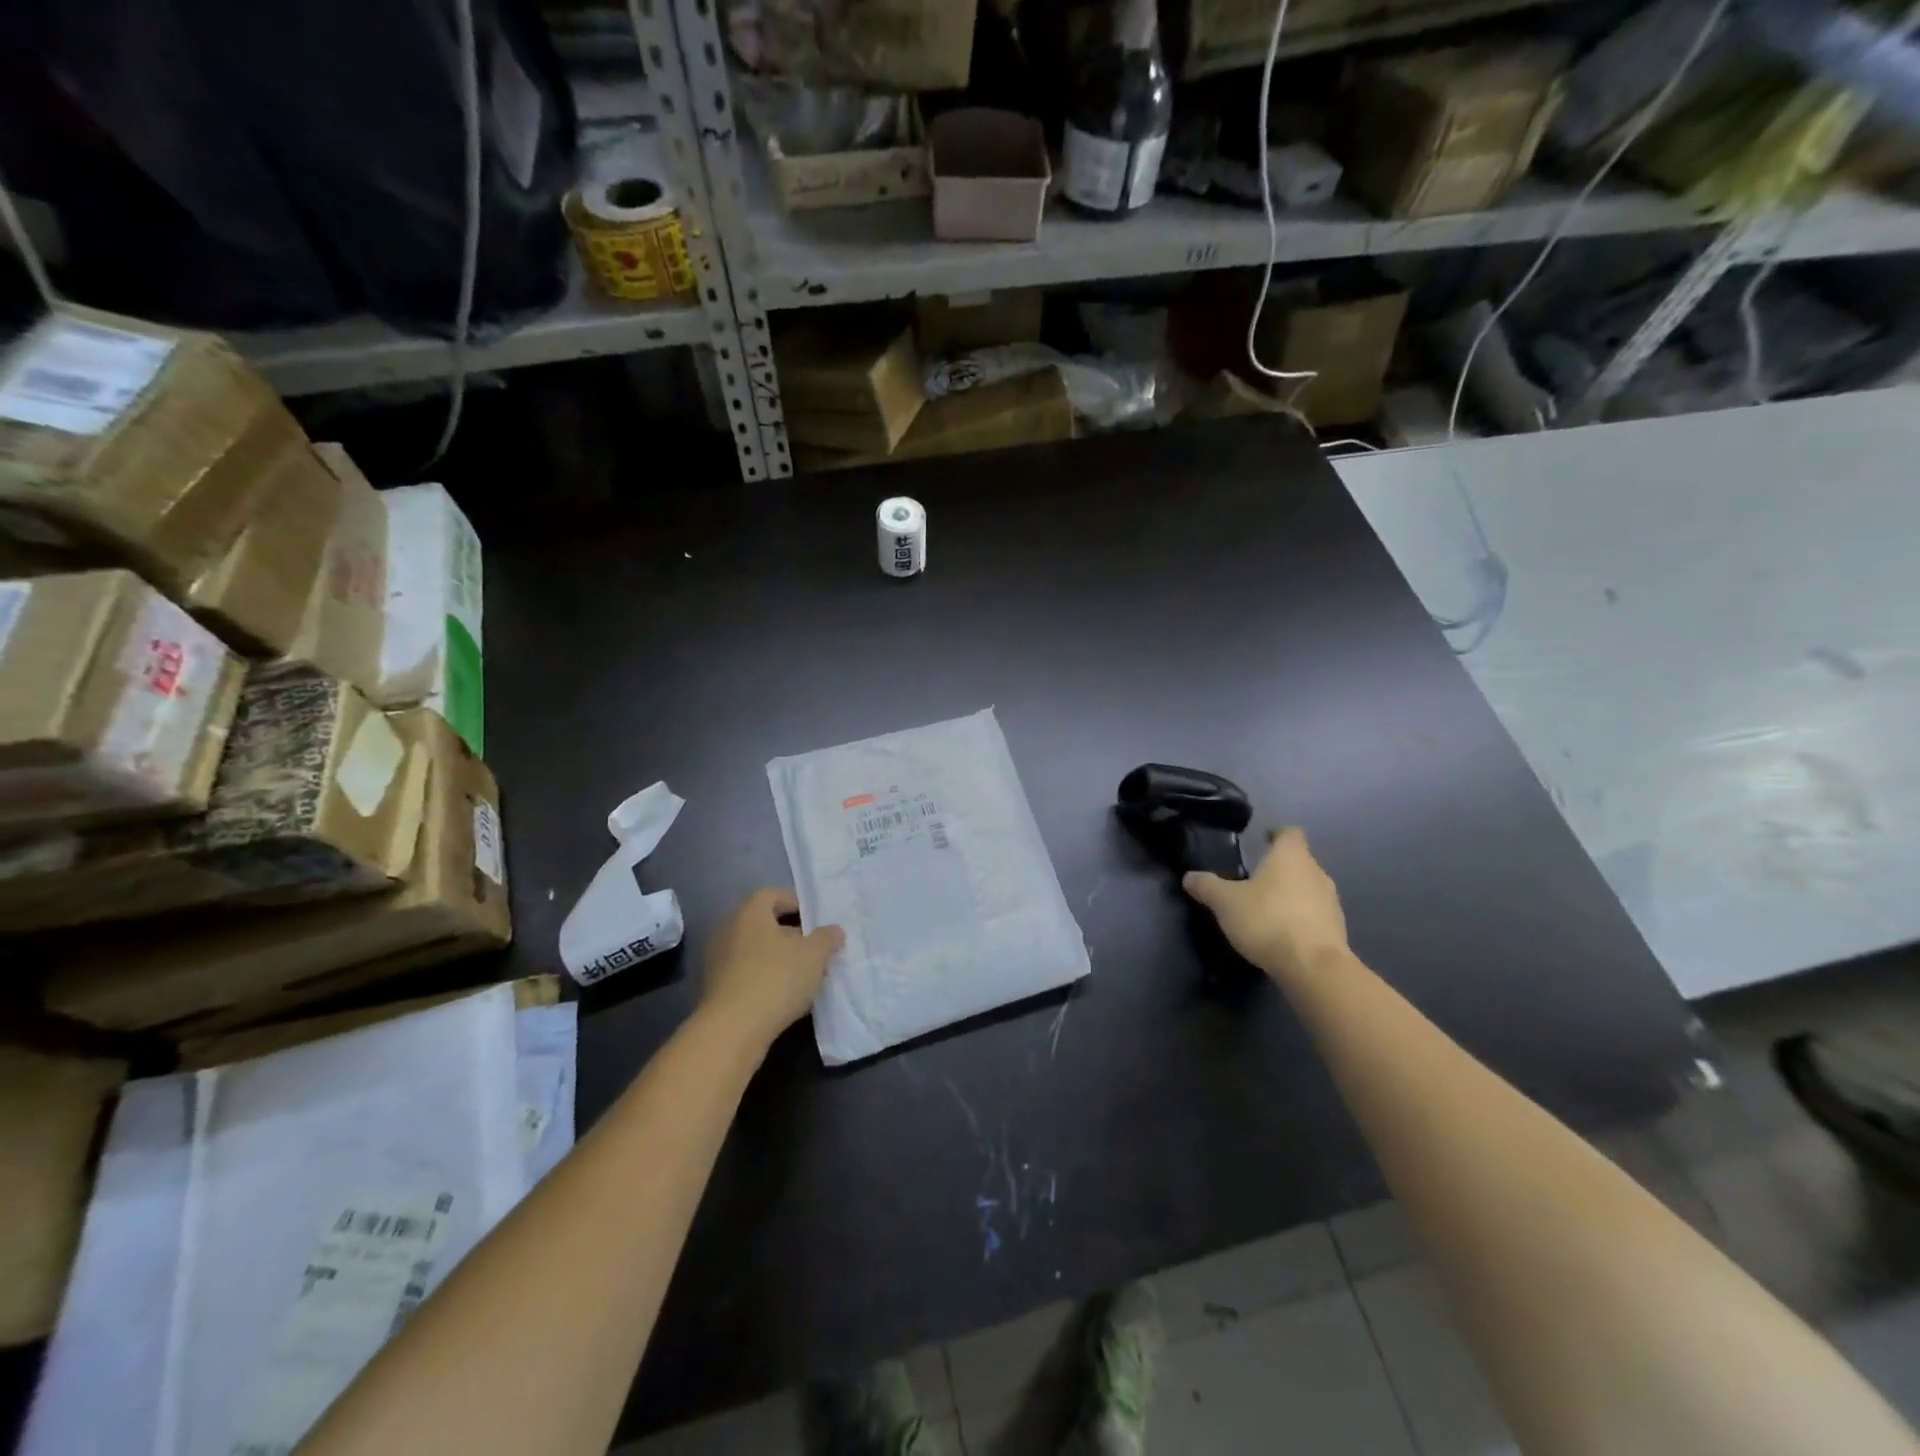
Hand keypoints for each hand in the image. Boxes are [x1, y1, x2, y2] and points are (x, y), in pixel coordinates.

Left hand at [700, 888, 843, 1048]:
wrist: (733, 1030)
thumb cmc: (776, 978)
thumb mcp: (814, 955)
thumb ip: (827, 938)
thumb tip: (833, 931)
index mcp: (749, 913)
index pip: (771, 894)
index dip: (794, 902)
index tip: (815, 919)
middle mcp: (728, 930)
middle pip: (763, 923)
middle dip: (790, 933)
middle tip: (813, 948)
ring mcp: (717, 961)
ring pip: (754, 950)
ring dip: (777, 958)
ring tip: (803, 974)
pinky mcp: (715, 989)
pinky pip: (745, 973)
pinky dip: (764, 978)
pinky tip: (784, 995)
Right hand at [1184, 827, 1348, 985]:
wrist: (1313, 967)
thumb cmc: (1268, 920)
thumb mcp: (1225, 903)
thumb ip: (1207, 886)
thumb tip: (1189, 876)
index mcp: (1291, 857)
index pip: (1289, 832)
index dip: (1275, 834)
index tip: (1261, 840)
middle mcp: (1316, 872)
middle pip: (1299, 861)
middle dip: (1279, 868)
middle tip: (1255, 879)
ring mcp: (1331, 902)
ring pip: (1308, 888)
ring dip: (1291, 894)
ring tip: (1267, 908)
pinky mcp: (1337, 929)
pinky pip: (1315, 914)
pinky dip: (1300, 918)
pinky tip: (1282, 933)